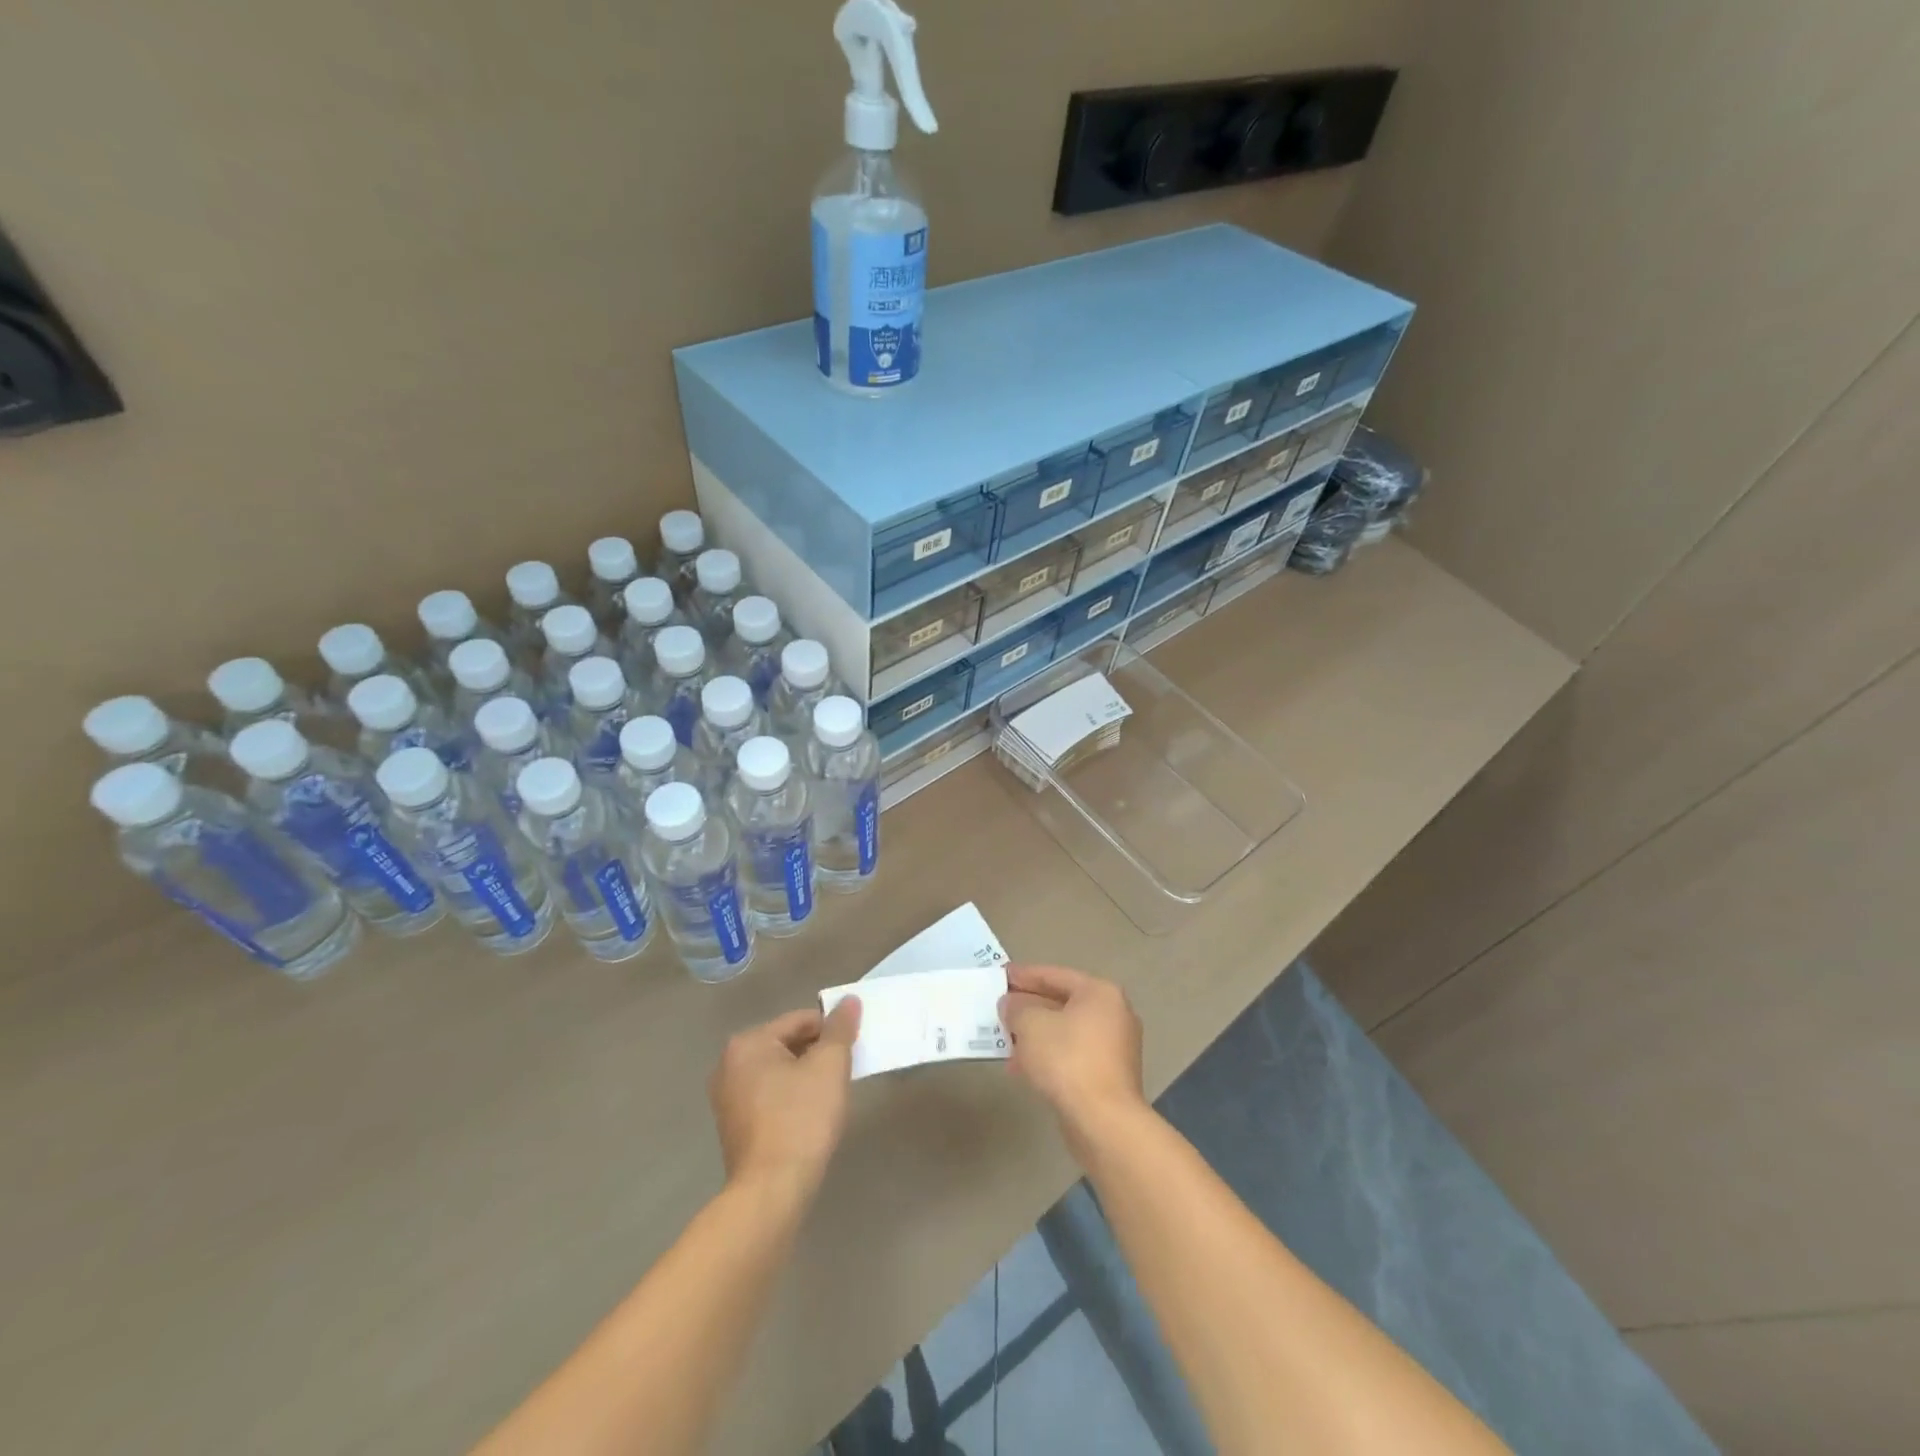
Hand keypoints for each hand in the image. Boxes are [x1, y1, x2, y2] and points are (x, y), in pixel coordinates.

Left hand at [709, 998, 861, 1200]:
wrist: (772, 1190)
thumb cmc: (802, 1118)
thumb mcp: (830, 1066)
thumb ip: (840, 1028)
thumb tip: (849, 1001)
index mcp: (748, 1043)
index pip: (800, 1020)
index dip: (831, 1030)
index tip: (853, 1047)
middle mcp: (729, 1064)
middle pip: (786, 1044)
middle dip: (817, 1053)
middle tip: (844, 1071)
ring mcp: (726, 1097)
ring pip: (778, 1071)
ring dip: (805, 1075)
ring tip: (830, 1095)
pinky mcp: (733, 1125)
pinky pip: (768, 1095)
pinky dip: (790, 1097)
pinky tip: (809, 1115)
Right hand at [999, 965, 1146, 1152]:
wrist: (1103, 1121)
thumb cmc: (1067, 1059)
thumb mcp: (1031, 1025)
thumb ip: (1016, 1008)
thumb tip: (1011, 1004)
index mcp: (1100, 993)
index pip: (1056, 975)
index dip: (1025, 975)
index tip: (1001, 976)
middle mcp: (1113, 1014)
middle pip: (1063, 1003)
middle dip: (1029, 1006)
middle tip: (1001, 1007)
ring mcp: (1114, 1047)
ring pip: (1066, 1031)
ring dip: (1036, 1034)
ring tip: (1005, 1038)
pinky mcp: (1109, 1076)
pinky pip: (1072, 1055)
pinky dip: (1048, 1055)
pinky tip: (1021, 1067)